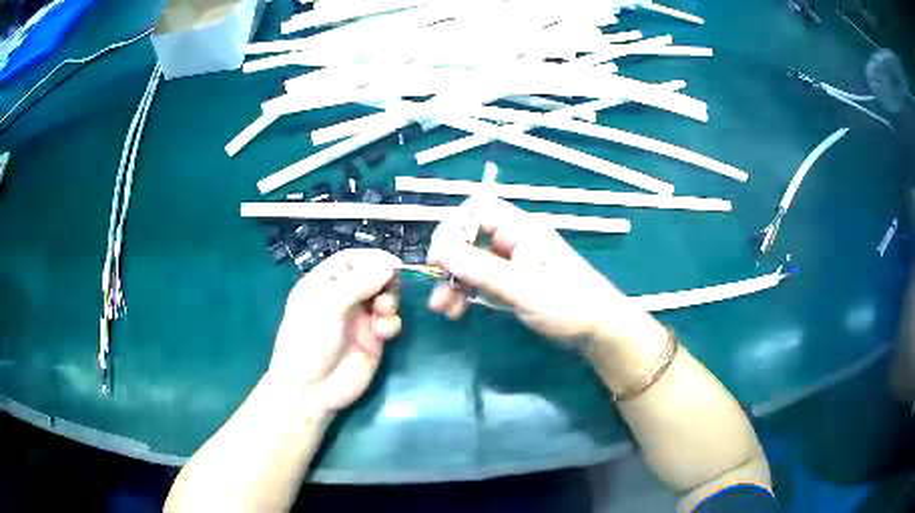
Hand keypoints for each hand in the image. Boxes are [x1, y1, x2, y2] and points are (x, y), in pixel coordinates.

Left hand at [268, 249, 402, 411]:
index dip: (372, 259)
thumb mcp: (327, 307)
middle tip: (389, 291)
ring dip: (390, 301)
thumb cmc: (309, 342)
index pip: (352, 260)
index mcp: (325, 283)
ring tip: (383, 312)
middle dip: (385, 281)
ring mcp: (359, 318)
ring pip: (385, 298)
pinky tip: (383, 333)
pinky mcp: (373, 339)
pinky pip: (389, 322)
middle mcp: (343, 297)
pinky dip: (391, 323)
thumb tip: (389, 263)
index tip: (394, 264)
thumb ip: (359, 283)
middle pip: (373, 277)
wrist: (312, 390)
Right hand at [427, 196, 657, 346]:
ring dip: (453, 281)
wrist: (599, 332)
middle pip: (469, 237)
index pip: (477, 210)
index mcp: (520, 229)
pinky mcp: (512, 284)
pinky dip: (466, 292)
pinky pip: (481, 281)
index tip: (441, 257)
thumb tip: (439, 249)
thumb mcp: (522, 288)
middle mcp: (514, 241)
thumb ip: (480, 269)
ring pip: (471, 262)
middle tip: (436, 285)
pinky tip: (457, 311)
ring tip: (443, 308)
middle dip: (449, 260)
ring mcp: (512, 263)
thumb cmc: (569, 304)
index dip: (454, 228)